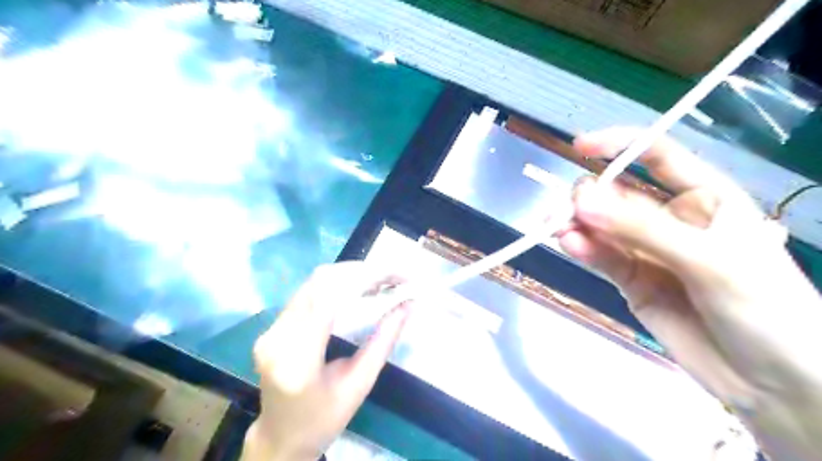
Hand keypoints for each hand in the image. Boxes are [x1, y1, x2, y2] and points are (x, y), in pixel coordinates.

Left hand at [241, 263, 410, 459]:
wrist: (280, 438)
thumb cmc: (324, 419)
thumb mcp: (360, 384)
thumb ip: (383, 342)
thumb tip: (408, 305)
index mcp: (298, 361)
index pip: (330, 299)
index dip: (365, 279)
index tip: (396, 277)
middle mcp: (277, 338)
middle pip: (320, 282)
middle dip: (361, 272)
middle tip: (392, 277)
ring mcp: (270, 329)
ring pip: (313, 282)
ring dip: (349, 275)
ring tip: (380, 281)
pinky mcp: (272, 326)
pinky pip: (308, 292)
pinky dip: (337, 284)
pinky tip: (357, 289)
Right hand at [562, 125, 821, 460]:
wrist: (773, 383)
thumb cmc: (766, 309)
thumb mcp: (710, 261)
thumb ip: (643, 229)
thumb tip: (583, 199)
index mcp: (705, 198)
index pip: (657, 156)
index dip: (619, 145)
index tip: (580, 147)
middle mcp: (670, 219)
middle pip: (617, 193)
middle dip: (588, 196)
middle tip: (569, 212)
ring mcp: (647, 250)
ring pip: (601, 226)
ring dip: (578, 224)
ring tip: (558, 230)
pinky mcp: (630, 280)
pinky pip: (601, 257)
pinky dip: (583, 250)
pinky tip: (570, 246)